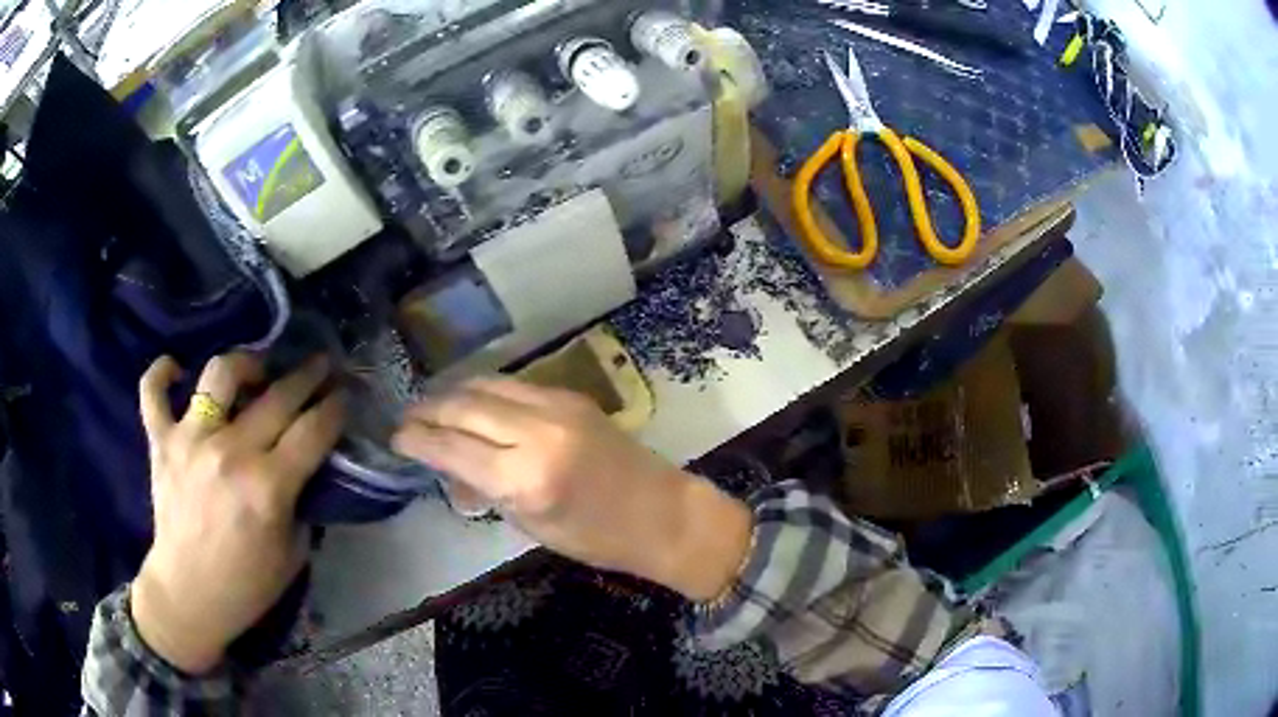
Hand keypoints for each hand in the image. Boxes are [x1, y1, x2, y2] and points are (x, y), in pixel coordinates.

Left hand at [131, 353, 345, 673]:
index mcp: (268, 488)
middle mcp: (229, 453)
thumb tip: (306, 467)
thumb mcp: (293, 553)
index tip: (344, 393)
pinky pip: (153, 391)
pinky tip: (176, 370)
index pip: (313, 430)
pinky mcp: (160, 442)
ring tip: (254, 372)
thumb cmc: (247, 584)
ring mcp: (190, 441)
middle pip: (278, 396)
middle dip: (307, 375)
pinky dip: (161, 373)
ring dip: (245, 364)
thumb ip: (301, 503)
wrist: (189, 595)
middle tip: (319, 366)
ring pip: (219, 375)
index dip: (335, 407)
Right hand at [392, 378, 751, 601]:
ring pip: (485, 385)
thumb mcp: (531, 524)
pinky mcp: (570, 394)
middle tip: (407, 419)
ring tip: (431, 407)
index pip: (452, 447)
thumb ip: (484, 489)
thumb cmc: (597, 538)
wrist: (662, 513)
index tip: (396, 438)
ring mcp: (556, 405)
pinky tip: (471, 403)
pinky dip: (483, 391)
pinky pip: (512, 385)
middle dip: (427, 410)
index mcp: (526, 477)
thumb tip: (447, 465)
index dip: (417, 440)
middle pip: (463, 406)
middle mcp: (537, 431)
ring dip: (452, 394)